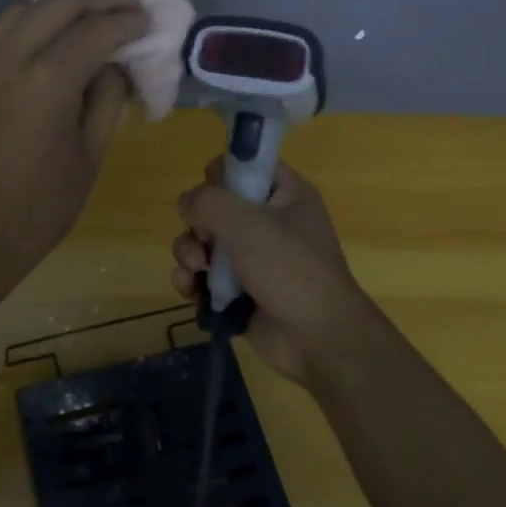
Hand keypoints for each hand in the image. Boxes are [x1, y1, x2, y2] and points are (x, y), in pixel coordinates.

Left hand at [0, 0, 144, 282]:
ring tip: (95, 13)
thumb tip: (113, 64)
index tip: (150, 20)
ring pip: (26, 5)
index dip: (129, 20)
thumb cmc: (38, 208)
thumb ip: (107, 100)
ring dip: (64, 2)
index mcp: (48, 80)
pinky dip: (35, 18)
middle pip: (59, 0)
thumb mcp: (89, 157)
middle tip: (129, 5)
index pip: (97, 28)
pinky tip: (56, 34)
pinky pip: (5, 27)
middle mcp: (11, 56)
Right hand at [169, 158, 385, 385]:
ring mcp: (253, 258)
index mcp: (285, 195)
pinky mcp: (239, 290)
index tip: (211, 194)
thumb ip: (209, 202)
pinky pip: (204, 276)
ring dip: (189, 253)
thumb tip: (186, 202)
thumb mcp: (248, 223)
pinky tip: (188, 289)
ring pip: (204, 242)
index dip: (222, 175)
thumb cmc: (290, 269)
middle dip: (197, 223)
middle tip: (202, 241)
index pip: (246, 166)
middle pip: (216, 206)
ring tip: (193, 269)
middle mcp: (270, 222)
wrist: (318, 340)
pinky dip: (192, 280)